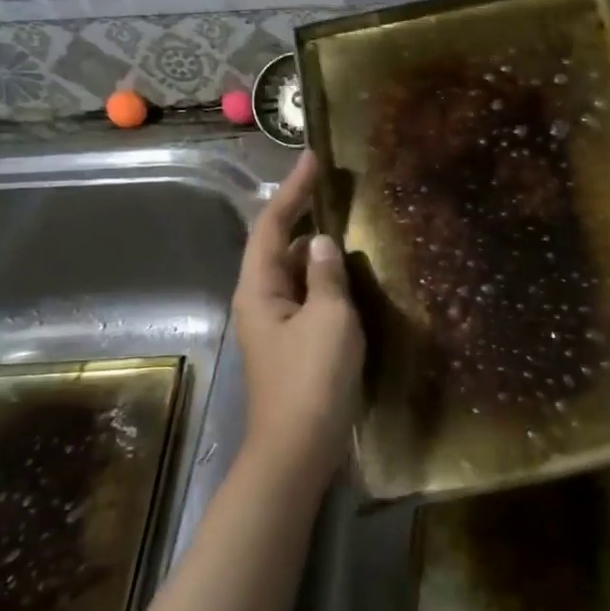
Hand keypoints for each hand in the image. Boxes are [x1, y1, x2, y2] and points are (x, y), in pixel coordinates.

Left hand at [232, 151, 364, 490]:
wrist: (298, 450)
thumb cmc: (313, 379)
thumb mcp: (330, 319)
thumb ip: (326, 275)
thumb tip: (320, 242)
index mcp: (260, 288)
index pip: (271, 225)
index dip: (293, 190)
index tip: (314, 159)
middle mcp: (260, 301)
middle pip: (277, 246)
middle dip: (303, 216)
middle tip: (337, 190)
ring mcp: (274, 325)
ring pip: (293, 273)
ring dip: (316, 250)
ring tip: (348, 227)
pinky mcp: (291, 345)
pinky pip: (306, 297)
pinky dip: (324, 279)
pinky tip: (349, 278)